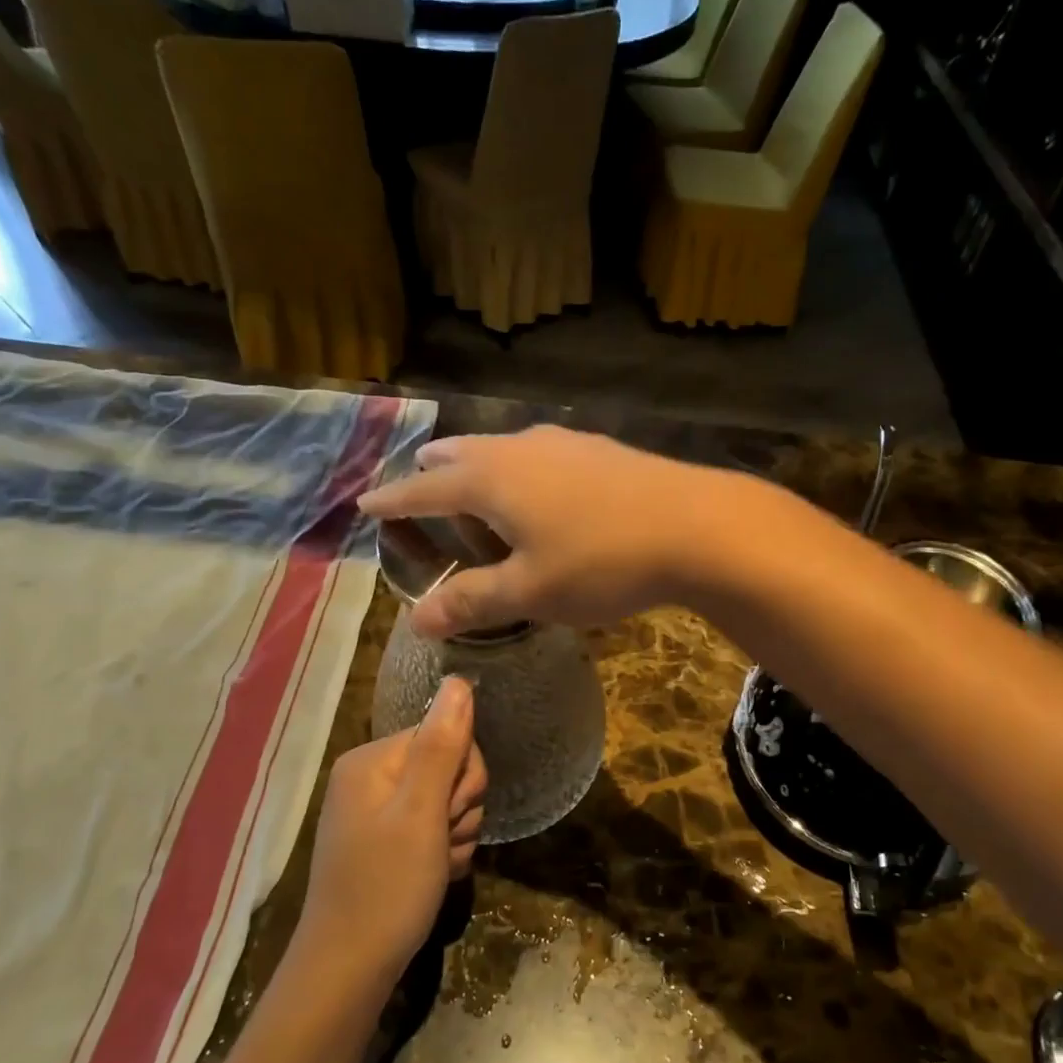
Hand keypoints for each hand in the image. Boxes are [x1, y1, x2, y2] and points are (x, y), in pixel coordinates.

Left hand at [292, 677, 486, 985]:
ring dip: (457, 834)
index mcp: (372, 760)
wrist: (349, 972)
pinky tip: (435, 876)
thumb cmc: (386, 888)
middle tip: (442, 842)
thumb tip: (460, 680)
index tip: (450, 815)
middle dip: (460, 807)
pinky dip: (445, 852)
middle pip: (449, 766)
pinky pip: (435, 828)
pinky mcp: (386, 842)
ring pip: (448, 801)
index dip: (463, 775)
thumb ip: (443, 744)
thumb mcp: (422, 813)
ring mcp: (377, 812)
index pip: (446, 734)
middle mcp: (371, 778)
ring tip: (437, 866)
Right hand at [356, 426, 745, 638]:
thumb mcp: (530, 592)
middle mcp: (520, 448)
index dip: (392, 501)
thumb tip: (416, 620)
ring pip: (504, 448)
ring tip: (476, 485)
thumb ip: (472, 601)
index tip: (365, 503)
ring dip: (480, 466)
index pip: (424, 489)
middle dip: (435, 472)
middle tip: (419, 483)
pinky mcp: (601, 449)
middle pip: (461, 454)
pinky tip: (543, 488)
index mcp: (491, 480)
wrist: (696, 525)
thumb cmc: (601, 561)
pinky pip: (541, 454)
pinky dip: (521, 470)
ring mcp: (564, 442)